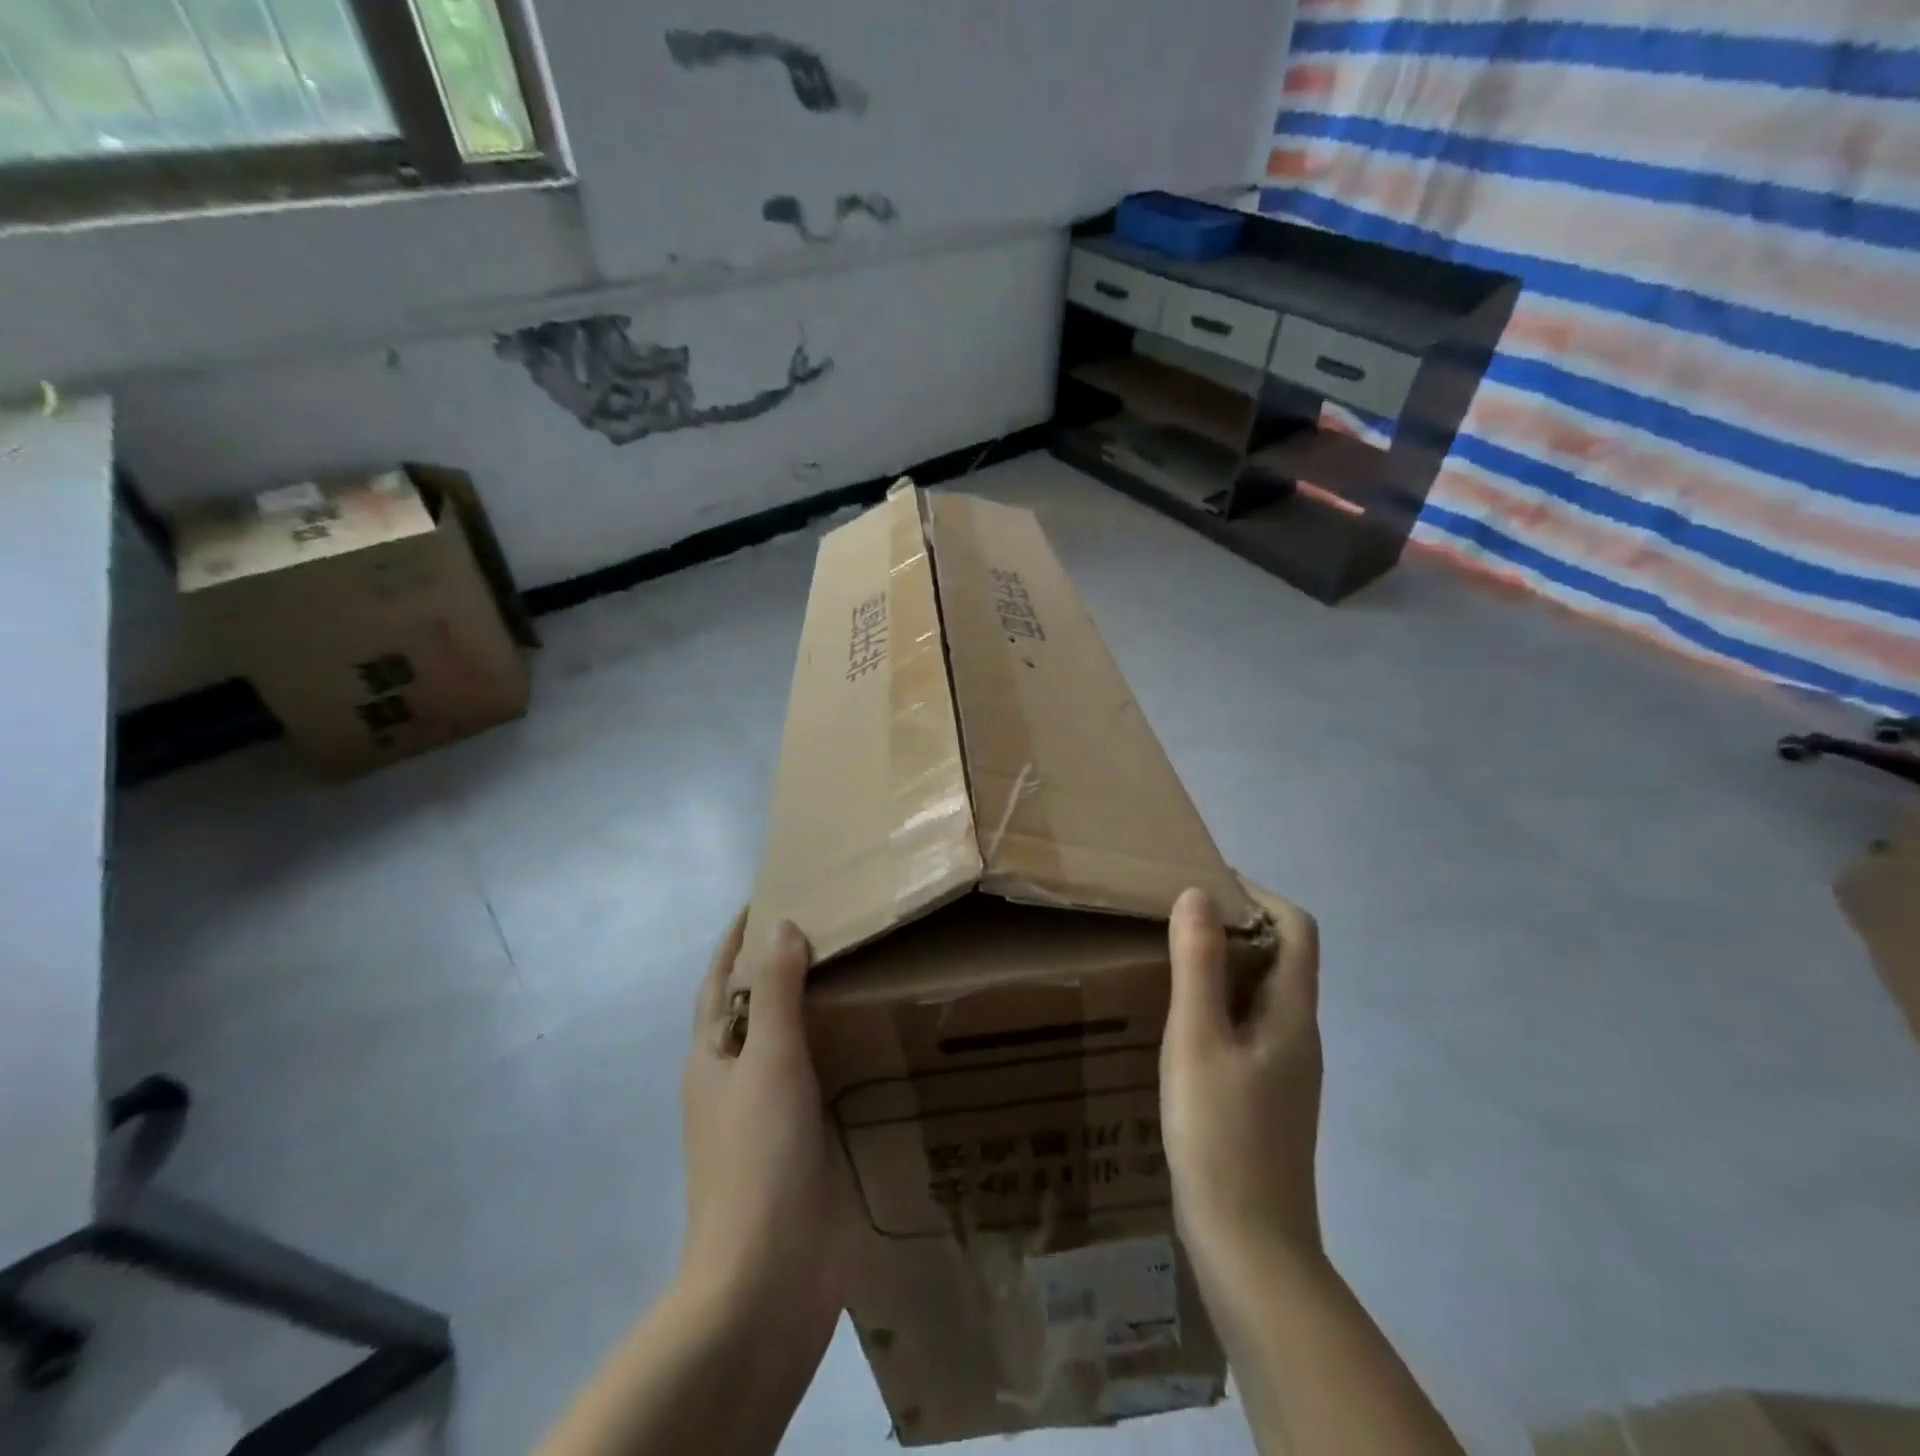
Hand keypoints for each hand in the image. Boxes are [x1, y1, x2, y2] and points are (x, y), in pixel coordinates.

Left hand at [679, 911, 855, 1327]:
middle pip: (754, 1008)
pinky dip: (837, 1050)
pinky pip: (819, 1079)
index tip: (768, 897)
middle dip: (780, 967)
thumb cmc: (759, 1155)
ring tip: (857, 970)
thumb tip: (781, 925)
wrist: (771, 1276)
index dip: (737, 939)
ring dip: (812, 1008)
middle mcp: (734, 1081)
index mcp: (712, 1058)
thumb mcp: (767, 1059)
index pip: (718, 980)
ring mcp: (768, 1116)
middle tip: (830, 926)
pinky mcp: (801, 1143)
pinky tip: (871, 1039)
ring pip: (790, 1043)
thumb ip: (774, 990)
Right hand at [1161, 886, 1324, 1292]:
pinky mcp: (1266, 1096)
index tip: (1208, 882)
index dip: (1260, 895)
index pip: (1297, 929)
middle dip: (1236, 925)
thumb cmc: (1221, 1135)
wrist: (1250, 1248)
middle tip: (1177, 915)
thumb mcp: (1197, 1040)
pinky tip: (1180, 1023)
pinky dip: (1219, 1003)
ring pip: (1263, 994)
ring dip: (1225, 964)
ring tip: (1171, 958)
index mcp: (1293, 1014)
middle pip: (1282, 958)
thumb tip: (1198, 894)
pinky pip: (1248, 1026)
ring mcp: (1286, 1070)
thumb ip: (1198, 965)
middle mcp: (1300, 1035)